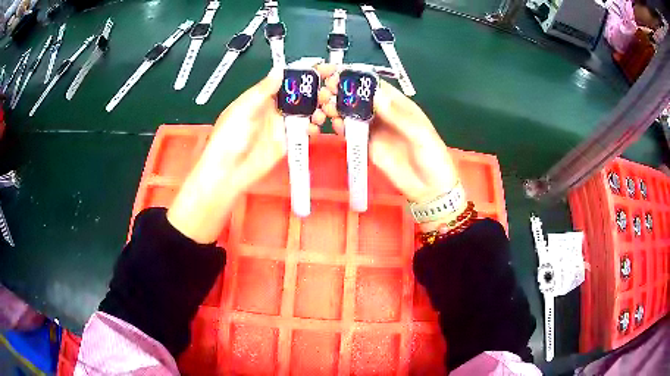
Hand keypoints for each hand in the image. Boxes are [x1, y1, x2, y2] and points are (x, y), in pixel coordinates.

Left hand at [168, 65, 335, 243]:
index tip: (324, 67)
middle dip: (317, 89)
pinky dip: (314, 127)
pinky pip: (304, 131)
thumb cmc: (229, 137)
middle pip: (300, 94)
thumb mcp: (244, 108)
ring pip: (306, 111)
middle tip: (331, 90)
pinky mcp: (287, 142)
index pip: (287, 79)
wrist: (228, 171)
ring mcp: (281, 125)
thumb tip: (279, 71)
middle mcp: (274, 108)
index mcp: (262, 96)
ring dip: (319, 107)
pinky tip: (317, 126)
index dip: (305, 72)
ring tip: (327, 108)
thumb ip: (263, 90)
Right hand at [323, 76, 459, 204]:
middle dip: (342, 90)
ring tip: (325, 106)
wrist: (429, 189)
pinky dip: (340, 127)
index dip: (356, 77)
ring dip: (337, 107)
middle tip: (326, 90)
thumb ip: (398, 116)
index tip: (336, 72)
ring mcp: (375, 130)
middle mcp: (384, 114)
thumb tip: (375, 95)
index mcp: (399, 105)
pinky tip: (333, 124)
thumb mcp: (420, 134)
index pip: (375, 85)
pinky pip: (351, 133)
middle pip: (359, 97)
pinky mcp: (368, 146)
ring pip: (352, 113)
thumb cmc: (432, 157)